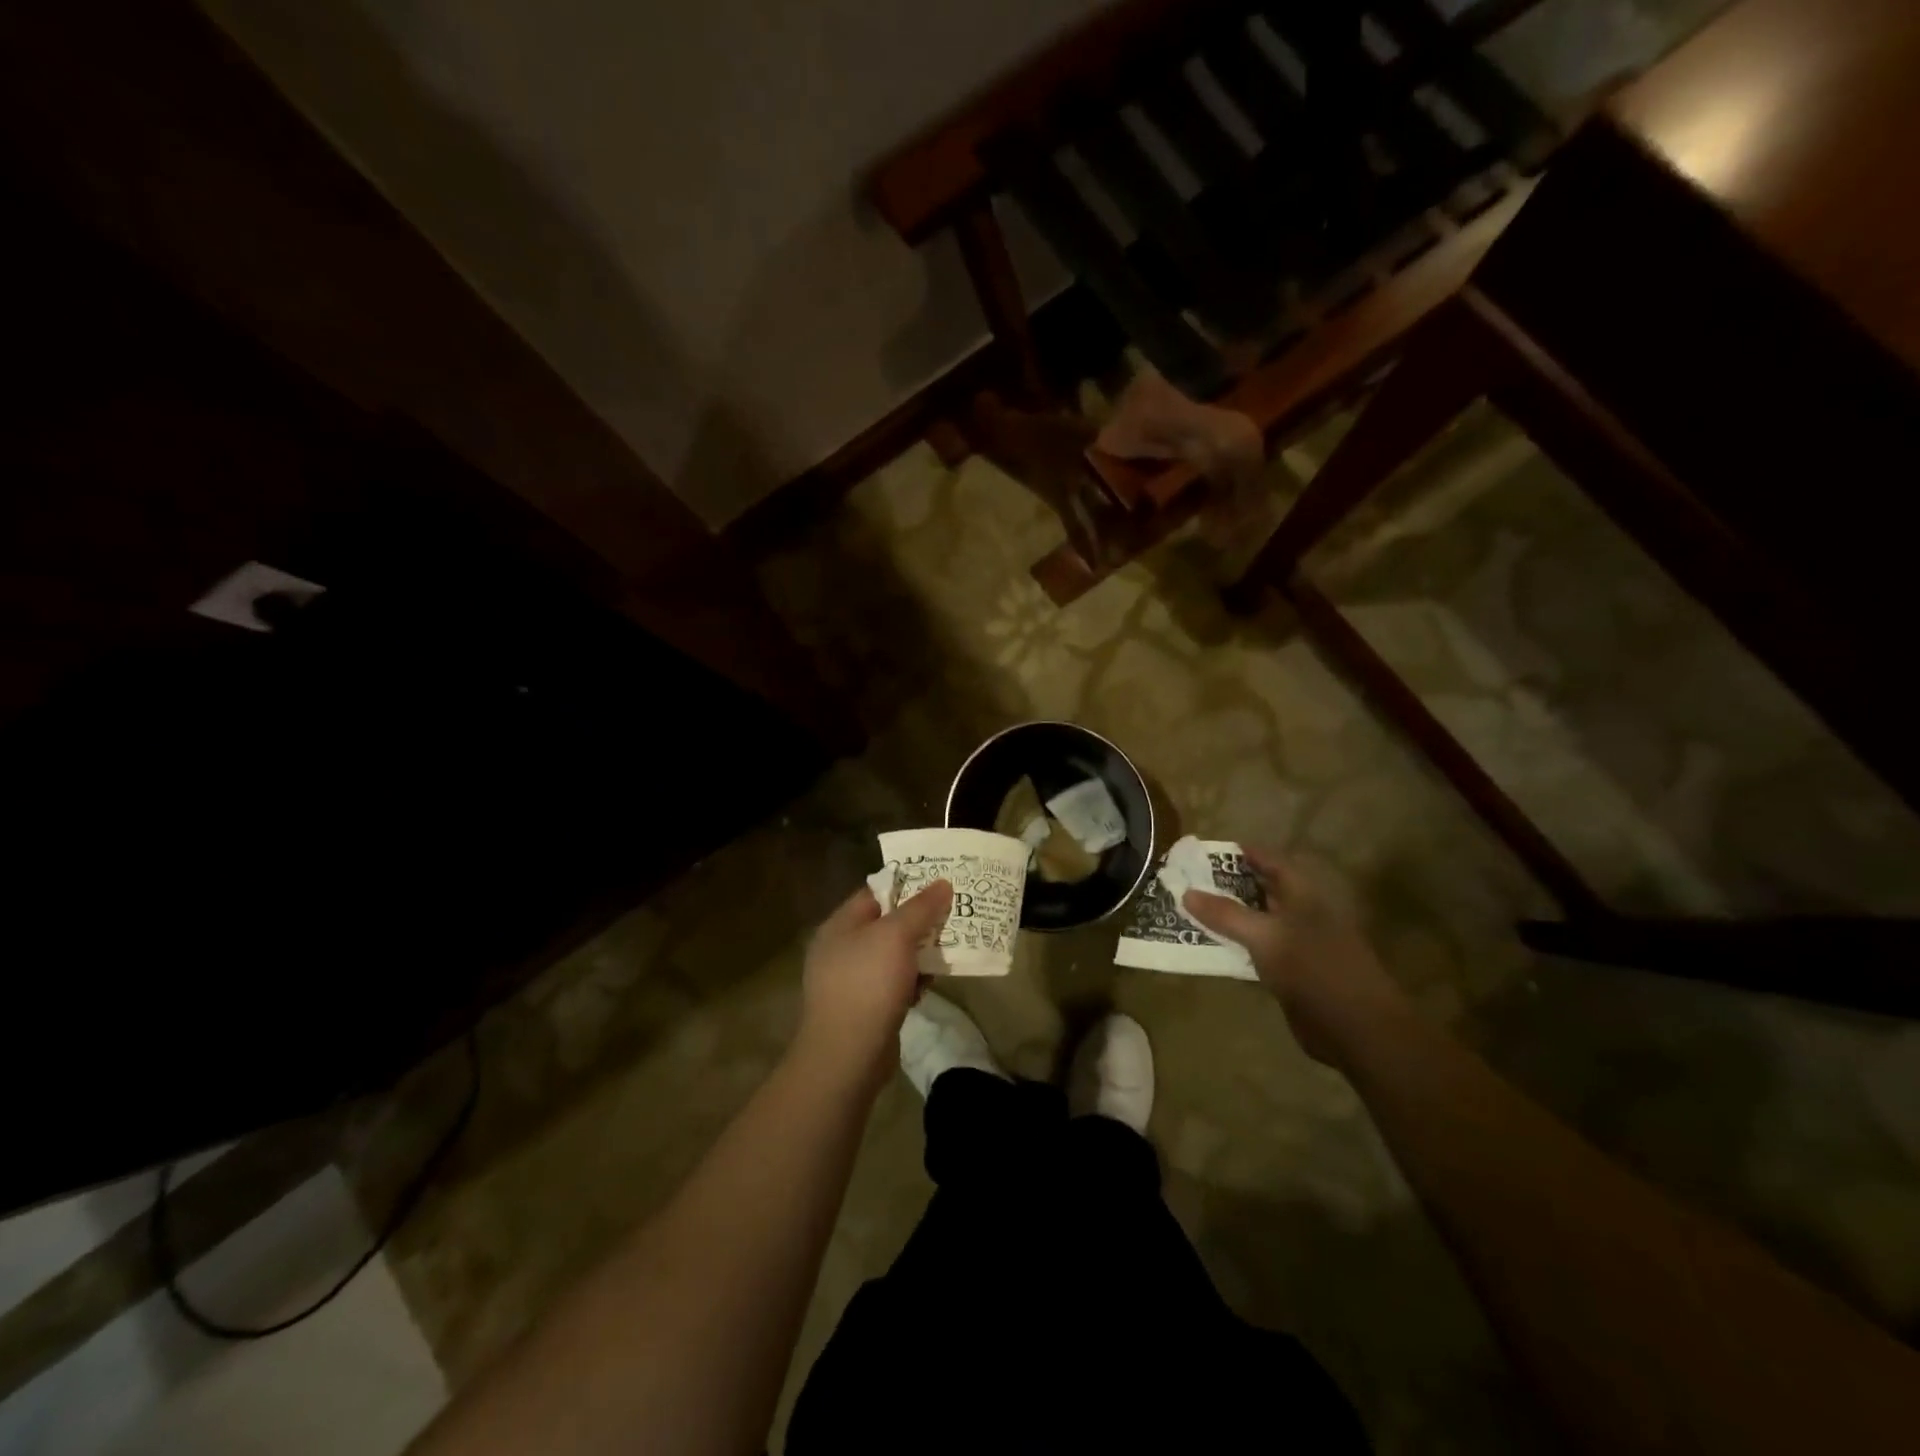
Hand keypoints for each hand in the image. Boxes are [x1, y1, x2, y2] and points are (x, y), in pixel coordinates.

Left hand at [795, 878, 952, 1087]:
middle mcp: (841, 948)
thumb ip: (920, 907)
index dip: (907, 885)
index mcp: (840, 925)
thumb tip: (943, 883)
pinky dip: (912, 981)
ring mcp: (851, 980)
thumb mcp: (896, 936)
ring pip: (893, 955)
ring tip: (950, 948)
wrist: (847, 1055)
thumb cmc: (867, 984)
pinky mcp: (865, 1007)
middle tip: (952, 914)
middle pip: (886, 924)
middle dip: (919, 921)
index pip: (875, 892)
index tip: (940, 882)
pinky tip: (931, 984)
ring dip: (919, 953)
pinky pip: (893, 983)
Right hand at [1182, 848, 1404, 1065]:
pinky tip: (1212, 945)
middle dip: (1229, 884)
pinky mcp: (1292, 972)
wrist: (1355, 1027)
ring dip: (1230, 916)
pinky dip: (1237, 944)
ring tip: (1191, 909)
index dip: (1243, 854)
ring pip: (1258, 920)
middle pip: (1262, 889)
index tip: (1207, 852)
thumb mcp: (1264, 936)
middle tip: (1190, 881)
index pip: (1271, 861)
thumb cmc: (1313, 968)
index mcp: (1304, 894)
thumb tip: (1186, 893)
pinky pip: (1258, 949)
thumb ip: (1225, 914)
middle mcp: (1302, 913)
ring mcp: (1298, 943)